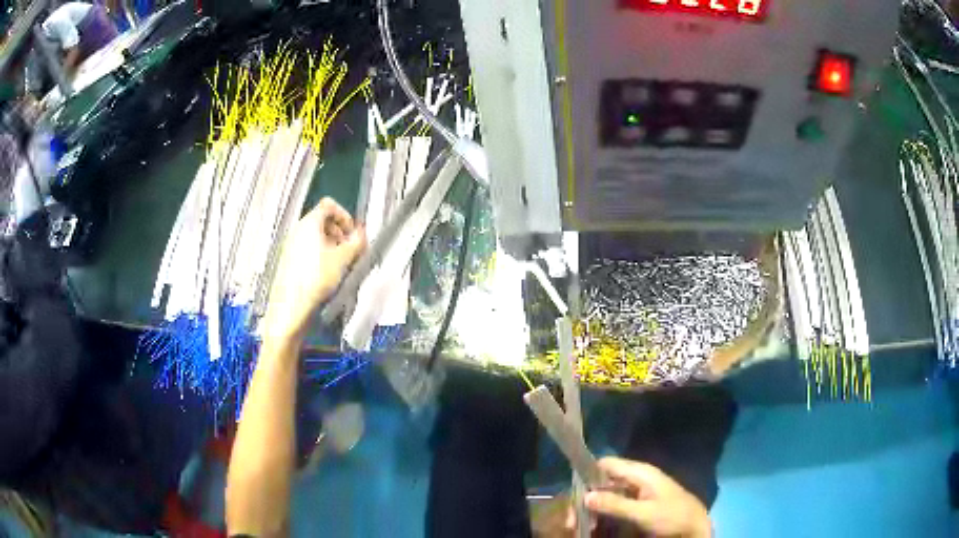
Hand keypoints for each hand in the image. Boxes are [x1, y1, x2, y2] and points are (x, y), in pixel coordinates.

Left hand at [263, 198, 365, 341]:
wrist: (291, 306)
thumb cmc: (316, 279)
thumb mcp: (343, 259)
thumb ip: (356, 242)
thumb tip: (362, 234)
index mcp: (310, 223)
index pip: (329, 205)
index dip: (344, 215)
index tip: (353, 232)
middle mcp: (298, 230)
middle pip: (322, 220)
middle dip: (339, 231)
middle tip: (350, 248)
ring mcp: (291, 245)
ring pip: (315, 236)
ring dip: (331, 244)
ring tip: (341, 263)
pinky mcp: (289, 261)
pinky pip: (307, 249)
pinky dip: (320, 255)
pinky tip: (327, 274)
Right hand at [577, 457, 711, 537]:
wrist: (694, 527)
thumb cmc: (671, 516)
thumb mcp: (643, 513)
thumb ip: (615, 504)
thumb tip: (585, 495)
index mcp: (640, 472)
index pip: (606, 464)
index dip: (587, 475)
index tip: (572, 494)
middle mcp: (637, 477)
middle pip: (603, 480)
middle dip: (586, 497)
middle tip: (573, 519)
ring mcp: (638, 490)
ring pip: (607, 493)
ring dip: (593, 508)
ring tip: (582, 525)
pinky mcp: (639, 502)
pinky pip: (615, 502)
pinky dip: (604, 512)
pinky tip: (596, 525)